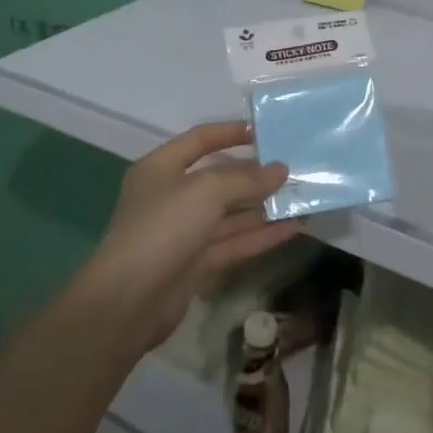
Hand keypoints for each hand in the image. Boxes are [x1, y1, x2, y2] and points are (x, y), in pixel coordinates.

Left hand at [80, 121, 300, 353]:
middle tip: (295, 168)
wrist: (128, 302)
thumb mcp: (206, 191)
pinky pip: (235, 242)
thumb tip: (281, 169)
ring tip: (304, 197)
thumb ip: (246, 179)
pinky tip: (295, 227)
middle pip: (219, 179)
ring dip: (265, 206)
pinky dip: (263, 234)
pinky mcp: (197, 263)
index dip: (231, 132)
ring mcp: (184, 232)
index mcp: (161, 168)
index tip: (265, 131)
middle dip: (256, 175)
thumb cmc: (163, 228)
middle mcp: (172, 197)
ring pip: (231, 213)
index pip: (199, 140)